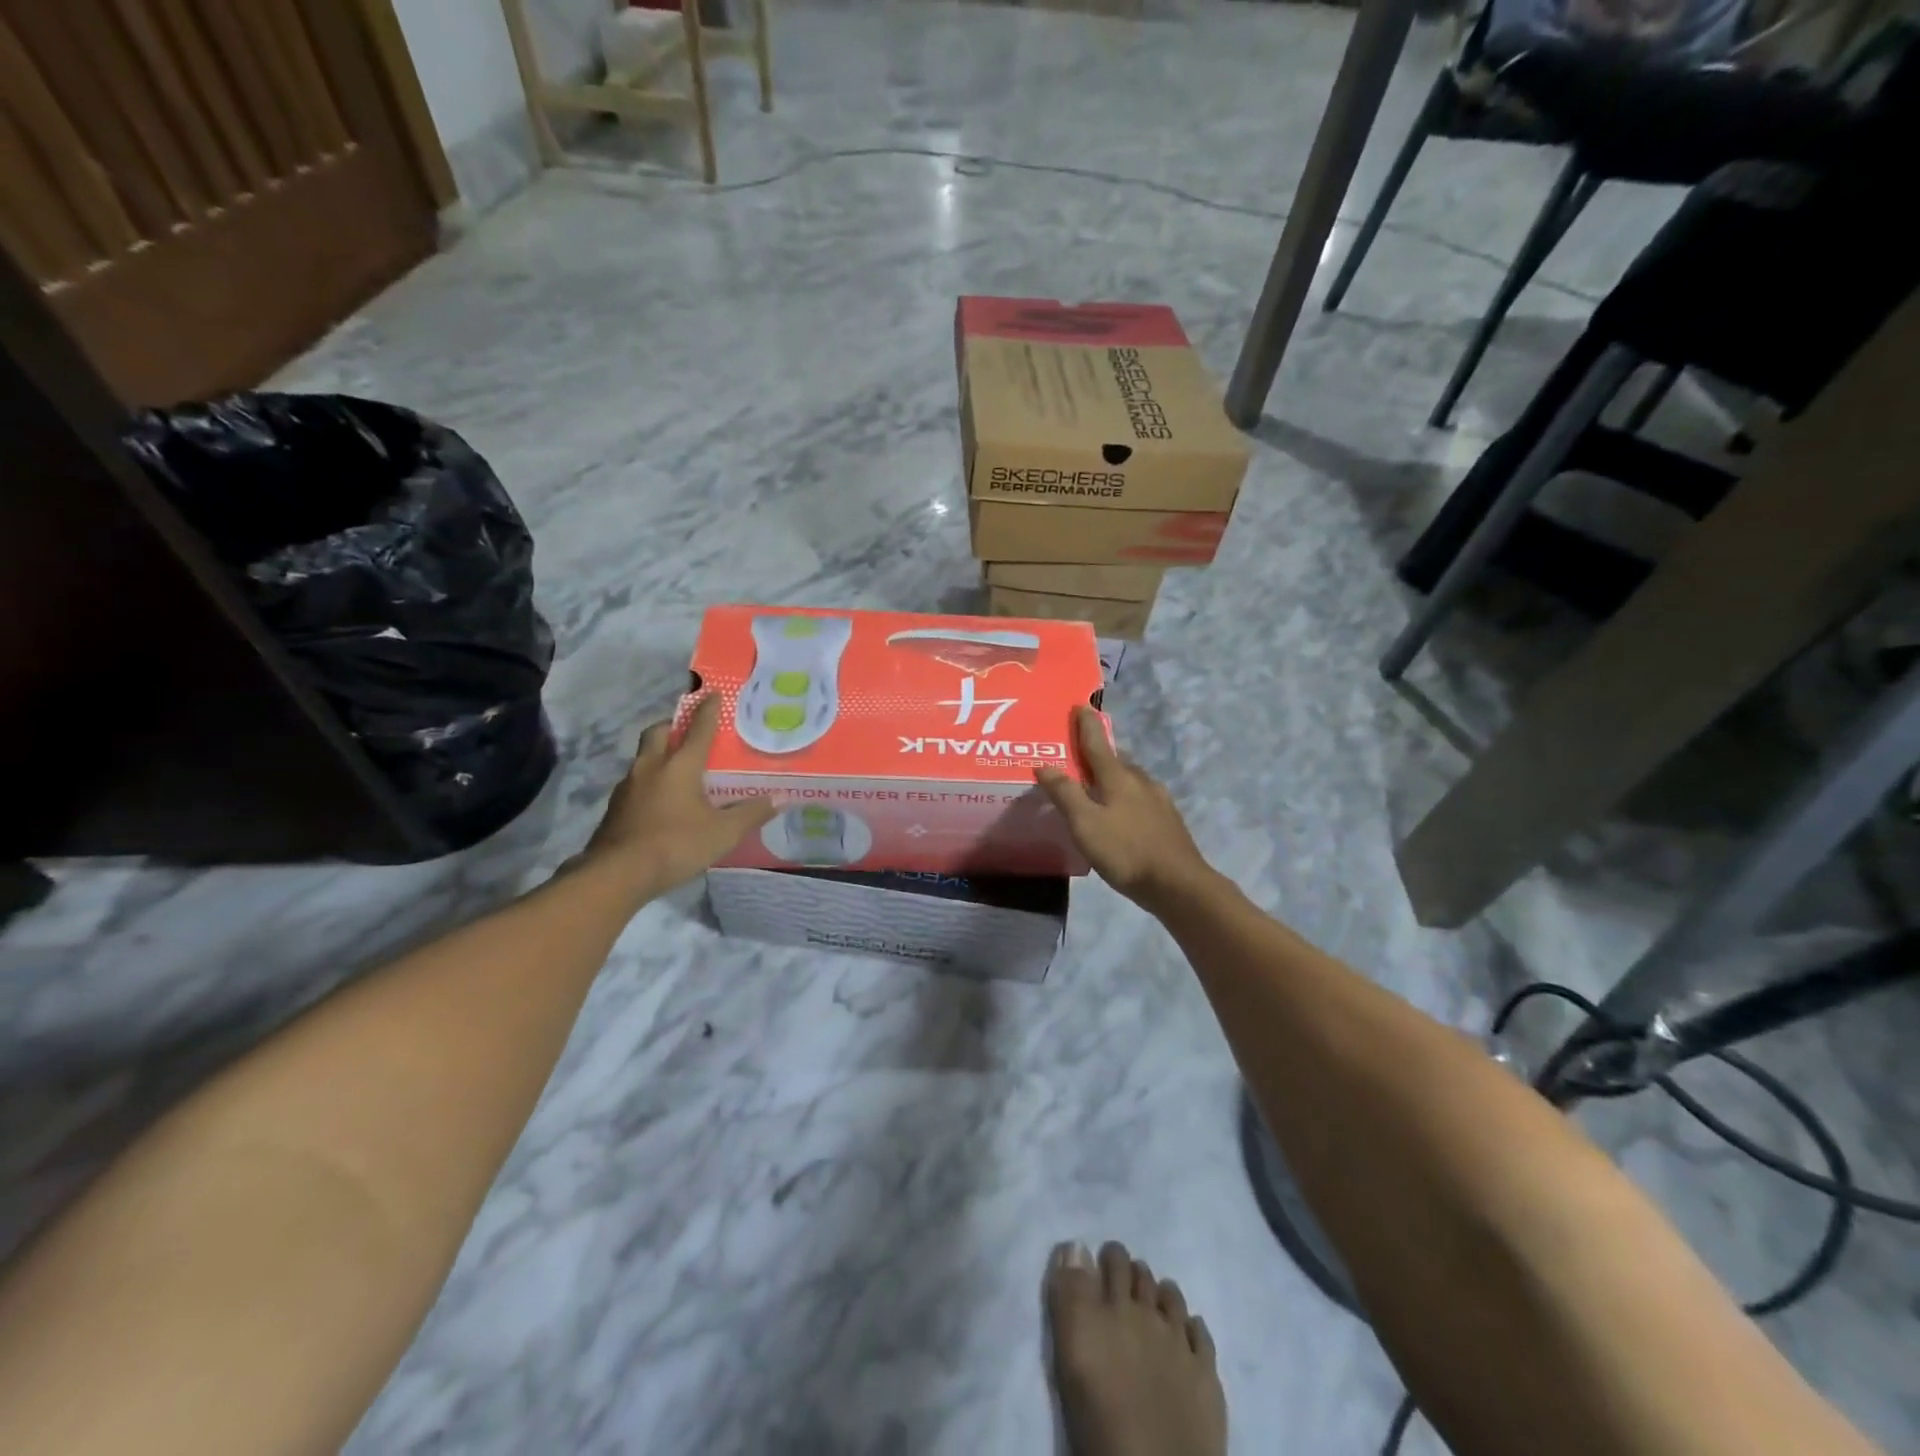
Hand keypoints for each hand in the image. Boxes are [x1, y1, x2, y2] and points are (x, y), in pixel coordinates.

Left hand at [583, 695, 778, 893]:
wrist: (617, 874)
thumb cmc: (676, 844)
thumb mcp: (723, 833)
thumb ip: (751, 814)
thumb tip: (779, 799)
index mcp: (680, 765)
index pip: (698, 729)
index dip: (708, 710)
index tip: (713, 694)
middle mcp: (651, 767)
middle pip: (658, 732)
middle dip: (673, 725)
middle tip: (688, 730)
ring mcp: (628, 787)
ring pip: (644, 758)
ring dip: (659, 754)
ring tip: (678, 768)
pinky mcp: (615, 808)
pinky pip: (636, 783)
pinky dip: (650, 782)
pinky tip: (661, 801)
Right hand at [1035, 706, 1215, 911]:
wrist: (1178, 884)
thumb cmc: (1126, 851)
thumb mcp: (1085, 824)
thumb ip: (1065, 794)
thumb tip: (1044, 764)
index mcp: (1118, 777)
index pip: (1097, 743)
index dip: (1086, 725)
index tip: (1080, 706)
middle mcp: (1140, 781)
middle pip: (1116, 759)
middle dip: (1099, 752)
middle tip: (1080, 753)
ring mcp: (1158, 800)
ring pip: (1131, 779)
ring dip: (1114, 775)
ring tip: (1097, 784)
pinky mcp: (1168, 820)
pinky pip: (1141, 797)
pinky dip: (1126, 796)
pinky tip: (1122, 812)